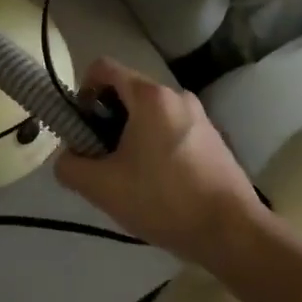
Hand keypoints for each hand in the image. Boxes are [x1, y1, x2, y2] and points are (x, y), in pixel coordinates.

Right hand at [54, 57, 263, 265]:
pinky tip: (158, 186)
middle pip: (126, 92)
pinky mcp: (214, 139)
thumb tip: (68, 158)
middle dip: (106, 120)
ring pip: (149, 114)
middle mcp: (176, 96)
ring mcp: (200, 117)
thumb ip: (70, 166)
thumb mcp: (102, 187)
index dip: (83, 91)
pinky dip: (155, 147)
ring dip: (130, 136)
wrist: (232, 233)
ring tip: (129, 177)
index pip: (103, 68)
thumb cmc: (163, 200)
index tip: (82, 127)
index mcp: (150, 97)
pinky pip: (171, 130)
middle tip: (102, 158)